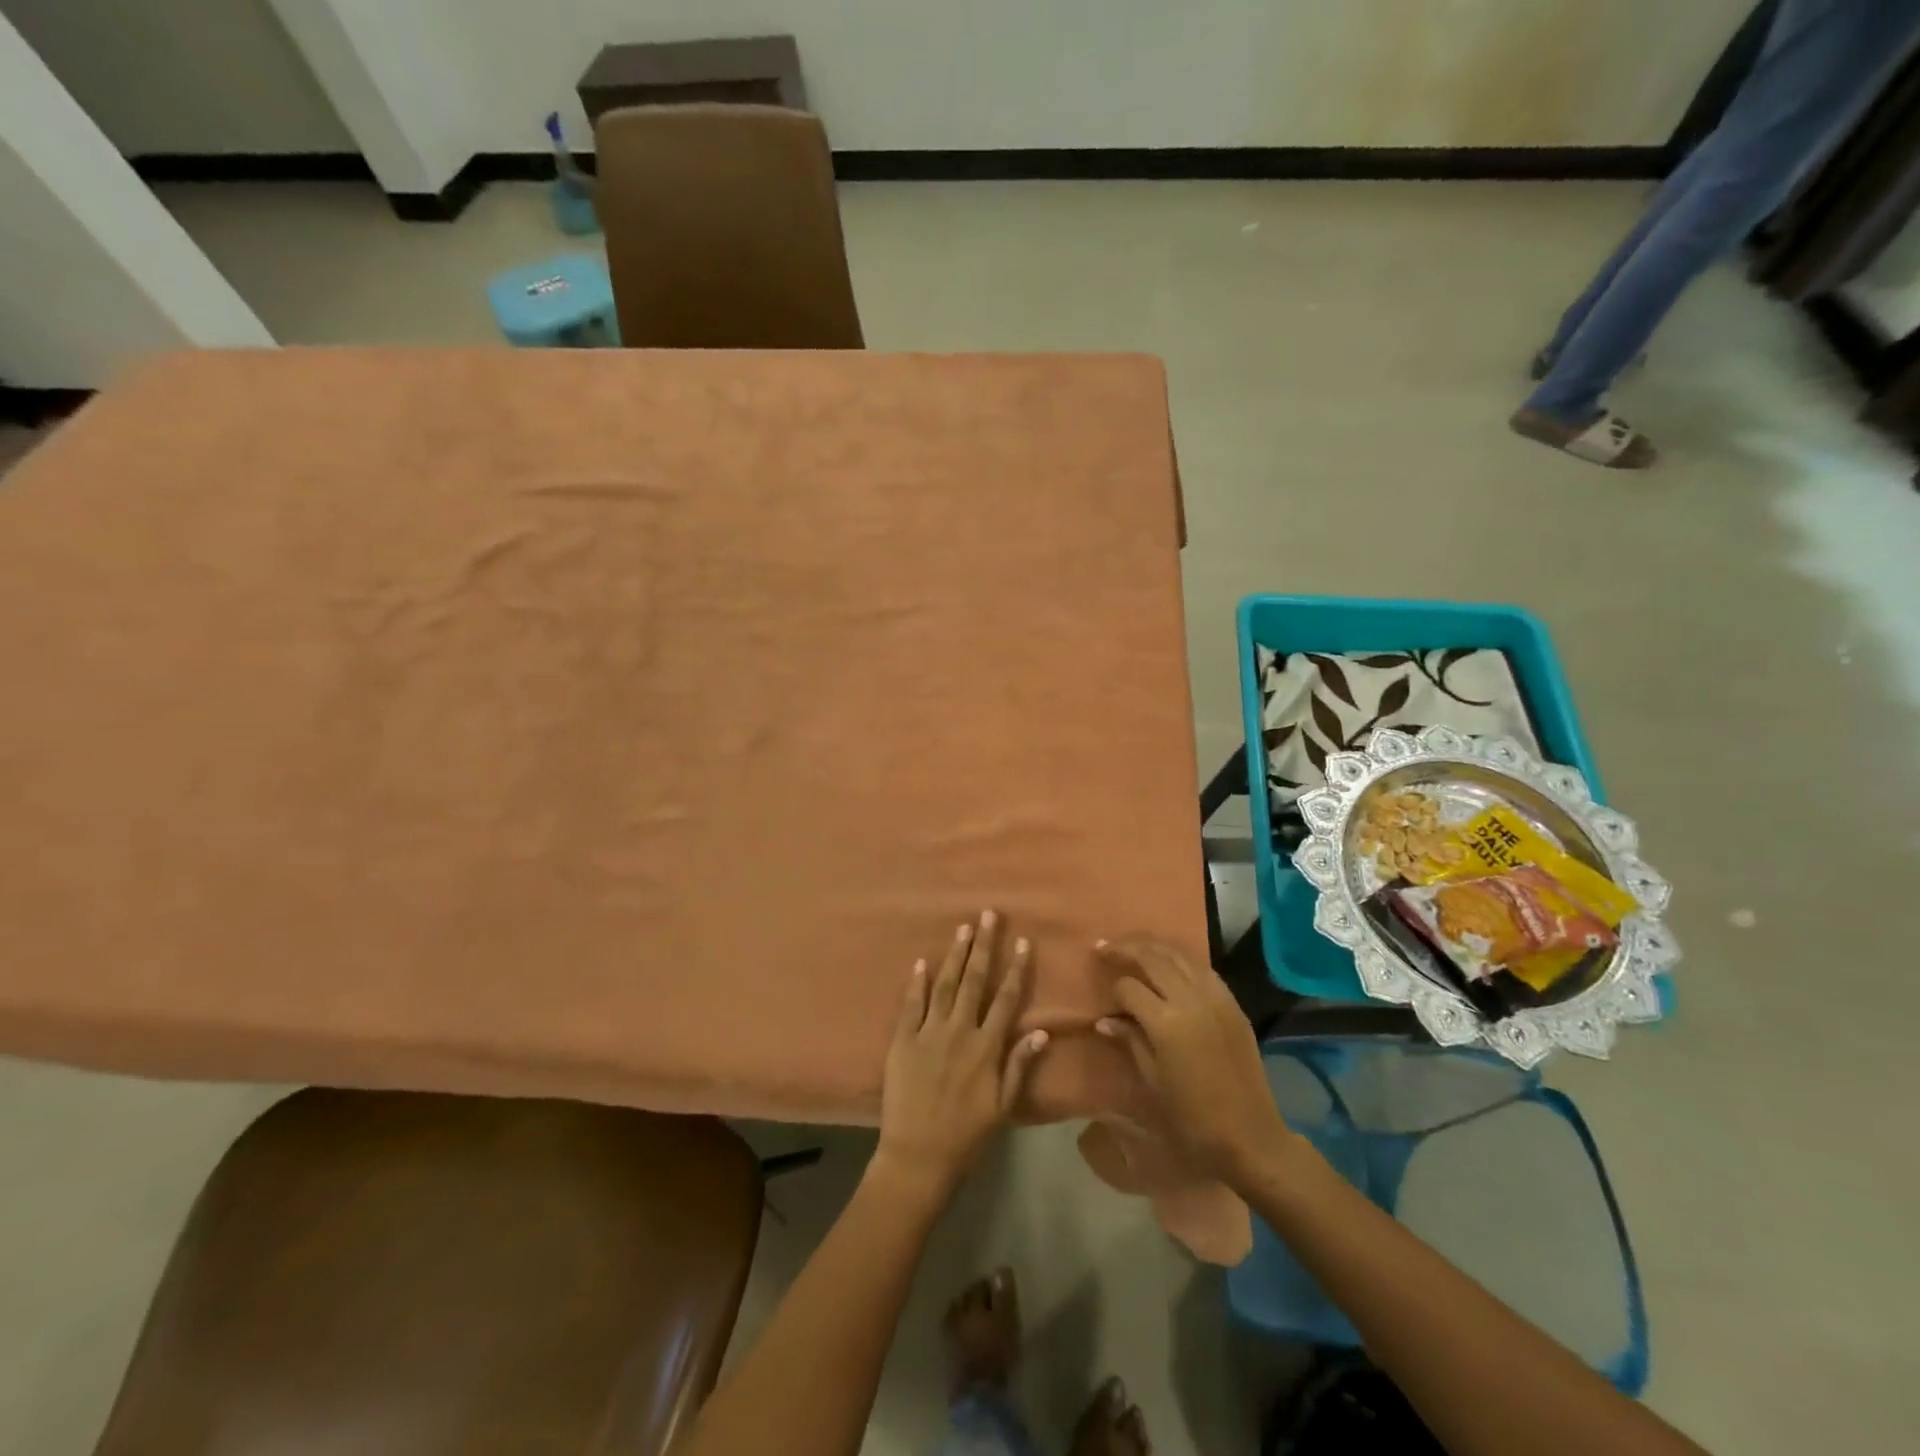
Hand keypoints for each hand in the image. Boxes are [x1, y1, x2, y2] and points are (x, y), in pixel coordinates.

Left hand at [875, 912, 1048, 1199]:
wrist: (918, 1157)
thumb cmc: (967, 1135)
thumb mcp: (1003, 1106)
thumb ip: (1020, 1065)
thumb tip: (1043, 1032)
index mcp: (986, 1048)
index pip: (1005, 999)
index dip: (1015, 969)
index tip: (1022, 941)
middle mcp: (959, 1032)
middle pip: (975, 981)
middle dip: (984, 946)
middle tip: (988, 915)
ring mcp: (928, 1033)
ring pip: (945, 984)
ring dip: (955, 954)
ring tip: (963, 928)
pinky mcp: (902, 1040)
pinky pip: (911, 1005)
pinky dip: (917, 982)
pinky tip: (922, 961)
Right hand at [1093, 937, 1293, 1186]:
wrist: (1251, 1137)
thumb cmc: (1193, 1119)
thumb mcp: (1153, 1082)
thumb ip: (1131, 1041)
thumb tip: (1105, 1021)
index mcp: (1166, 1022)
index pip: (1129, 988)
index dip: (1113, 991)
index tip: (1107, 1002)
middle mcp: (1191, 999)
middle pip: (1152, 957)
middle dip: (1125, 948)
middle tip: (1104, 946)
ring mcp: (1215, 997)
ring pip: (1179, 954)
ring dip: (1152, 946)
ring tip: (1132, 944)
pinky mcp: (1232, 1003)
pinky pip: (1202, 968)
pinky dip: (1180, 959)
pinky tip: (1169, 963)